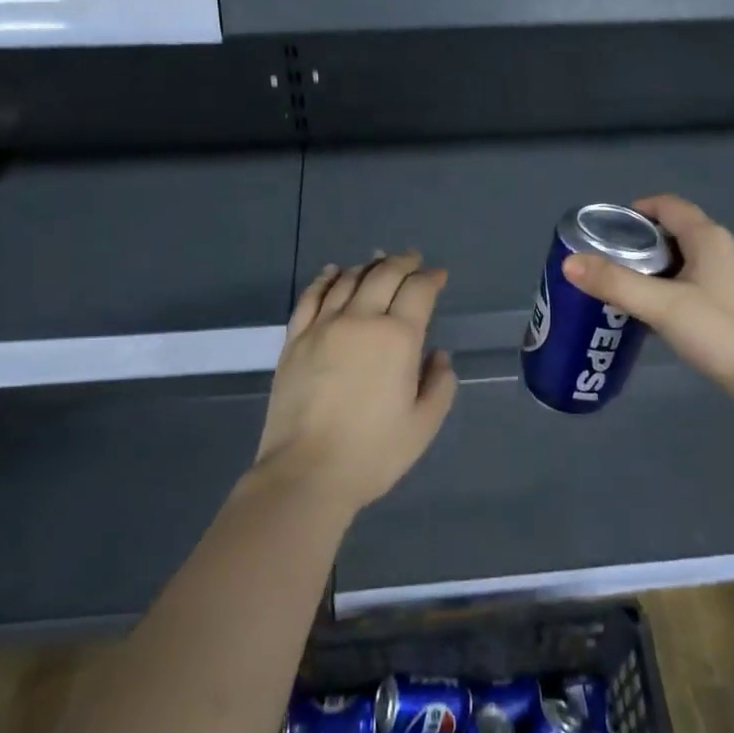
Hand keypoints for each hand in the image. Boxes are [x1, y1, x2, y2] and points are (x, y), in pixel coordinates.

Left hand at [255, 252, 457, 512]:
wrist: (306, 472)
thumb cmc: (373, 453)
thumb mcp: (423, 425)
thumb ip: (439, 384)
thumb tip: (438, 355)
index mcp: (397, 338)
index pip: (418, 291)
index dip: (431, 278)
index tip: (438, 275)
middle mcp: (360, 321)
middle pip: (383, 276)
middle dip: (403, 263)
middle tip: (413, 259)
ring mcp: (323, 327)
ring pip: (347, 281)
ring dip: (366, 267)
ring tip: (377, 262)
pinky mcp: (294, 340)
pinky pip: (311, 297)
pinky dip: (325, 280)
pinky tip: (332, 273)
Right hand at [562, 195, 733, 400]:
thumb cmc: (720, 332)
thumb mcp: (662, 306)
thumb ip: (615, 283)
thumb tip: (569, 263)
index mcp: (709, 238)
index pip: (669, 206)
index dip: (637, 210)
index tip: (606, 229)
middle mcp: (726, 249)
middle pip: (676, 232)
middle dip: (641, 243)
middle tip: (608, 262)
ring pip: (688, 259)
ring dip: (657, 268)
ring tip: (626, 288)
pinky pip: (699, 282)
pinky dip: (674, 287)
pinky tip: (659, 313)